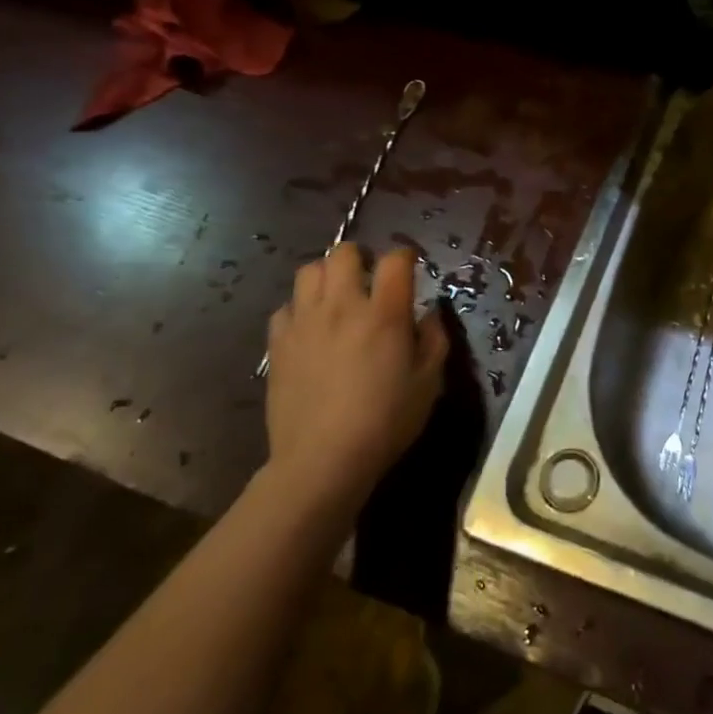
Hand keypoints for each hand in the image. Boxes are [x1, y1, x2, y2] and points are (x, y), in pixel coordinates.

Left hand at [263, 243, 447, 504]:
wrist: (322, 460)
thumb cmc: (385, 422)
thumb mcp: (429, 383)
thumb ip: (434, 340)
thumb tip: (429, 313)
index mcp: (384, 313)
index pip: (395, 260)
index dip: (405, 256)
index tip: (410, 267)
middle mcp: (342, 306)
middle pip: (344, 252)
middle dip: (360, 257)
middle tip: (369, 278)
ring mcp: (305, 322)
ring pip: (308, 270)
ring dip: (326, 276)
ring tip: (337, 296)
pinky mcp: (278, 344)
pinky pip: (285, 307)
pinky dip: (299, 309)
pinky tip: (310, 328)